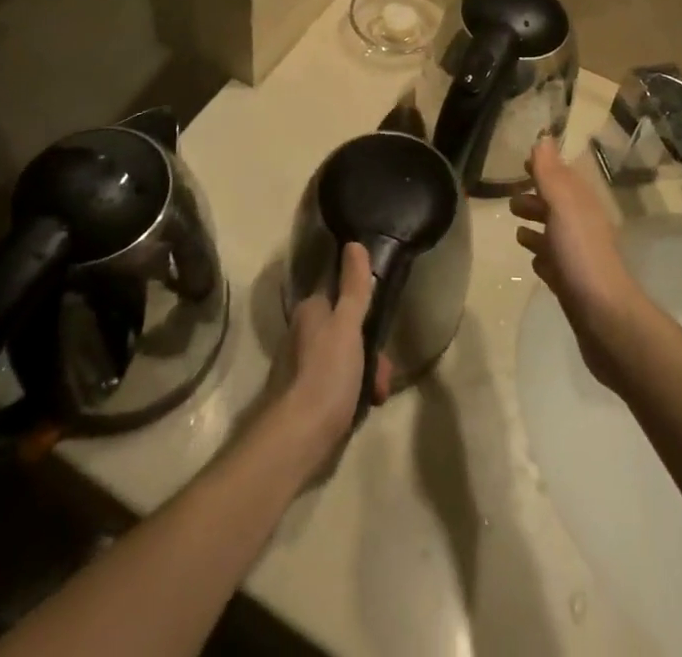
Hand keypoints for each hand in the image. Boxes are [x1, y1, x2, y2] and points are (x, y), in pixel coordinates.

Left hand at [279, 243, 391, 466]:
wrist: (299, 437)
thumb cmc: (326, 373)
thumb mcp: (347, 324)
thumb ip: (354, 287)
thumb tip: (354, 243)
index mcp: (310, 312)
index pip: (343, 301)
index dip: (366, 316)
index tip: (381, 335)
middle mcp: (302, 335)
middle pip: (348, 333)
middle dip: (371, 354)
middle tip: (382, 376)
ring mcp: (302, 368)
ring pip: (346, 361)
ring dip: (367, 377)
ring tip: (376, 397)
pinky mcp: (306, 398)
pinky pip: (338, 386)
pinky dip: (354, 395)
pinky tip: (362, 409)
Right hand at [509, 140, 650, 389]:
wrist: (604, 317)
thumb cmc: (580, 254)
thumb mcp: (563, 204)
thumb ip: (550, 172)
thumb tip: (543, 137)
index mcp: (581, 204)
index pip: (561, 176)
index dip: (543, 169)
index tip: (522, 163)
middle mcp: (582, 226)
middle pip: (556, 205)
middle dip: (536, 199)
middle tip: (509, 200)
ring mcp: (578, 257)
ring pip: (554, 234)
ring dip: (536, 227)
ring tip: (516, 229)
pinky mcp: (572, 285)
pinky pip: (554, 264)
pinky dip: (542, 257)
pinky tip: (533, 262)